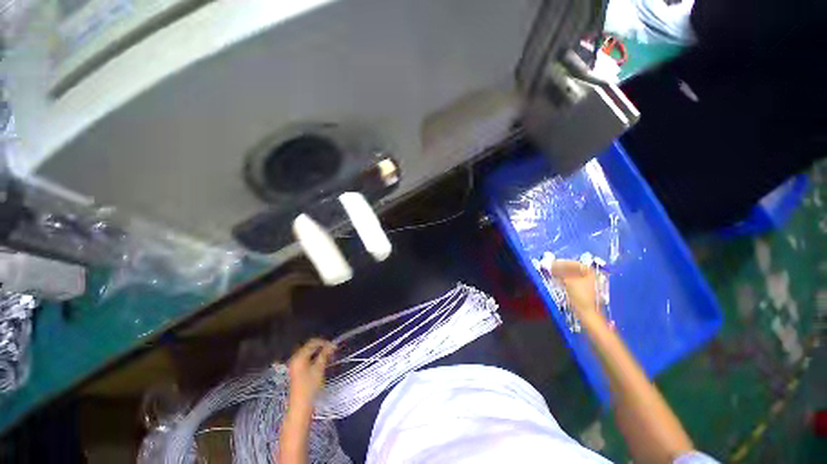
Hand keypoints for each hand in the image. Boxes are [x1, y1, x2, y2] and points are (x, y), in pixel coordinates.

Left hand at [286, 338, 335, 408]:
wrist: (300, 406)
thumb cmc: (310, 387)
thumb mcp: (319, 369)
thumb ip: (325, 354)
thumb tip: (332, 345)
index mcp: (299, 356)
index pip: (313, 342)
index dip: (324, 342)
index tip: (334, 346)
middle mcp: (295, 358)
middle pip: (310, 346)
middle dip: (321, 347)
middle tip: (332, 351)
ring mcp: (295, 364)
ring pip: (309, 352)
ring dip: (319, 352)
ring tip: (329, 356)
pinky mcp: (297, 370)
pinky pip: (307, 358)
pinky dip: (315, 357)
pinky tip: (322, 362)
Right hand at [547, 260, 604, 326]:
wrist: (586, 312)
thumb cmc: (580, 295)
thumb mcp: (568, 281)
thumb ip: (560, 272)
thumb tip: (551, 265)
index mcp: (588, 272)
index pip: (575, 263)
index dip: (563, 262)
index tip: (553, 263)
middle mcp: (588, 276)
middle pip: (573, 268)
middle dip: (562, 268)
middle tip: (551, 268)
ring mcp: (585, 283)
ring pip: (571, 275)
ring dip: (561, 273)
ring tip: (552, 273)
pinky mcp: (581, 289)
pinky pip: (571, 280)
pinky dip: (564, 279)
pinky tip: (557, 280)